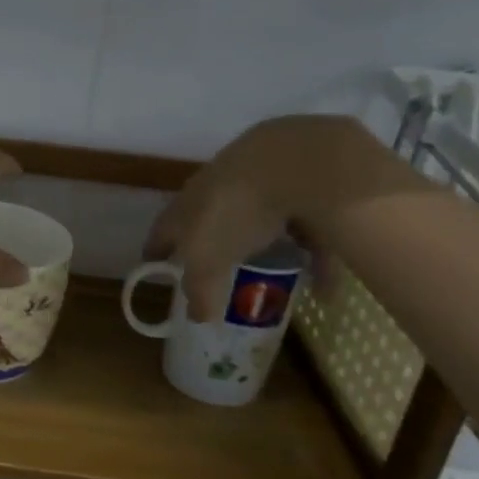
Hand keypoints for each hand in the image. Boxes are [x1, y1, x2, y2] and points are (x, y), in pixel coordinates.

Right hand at [144, 116, 377, 320]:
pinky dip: (312, 259)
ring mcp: (260, 184)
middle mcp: (218, 190)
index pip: (163, 230)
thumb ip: (200, 291)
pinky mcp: (300, 185)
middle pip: (210, 222)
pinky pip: (305, 229)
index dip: (155, 250)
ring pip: (259, 223)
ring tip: (278, 279)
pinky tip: (325, 288)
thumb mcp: (207, 261)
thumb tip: (197, 317)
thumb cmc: (233, 212)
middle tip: (216, 273)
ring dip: (267, 250)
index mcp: (187, 206)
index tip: (152, 265)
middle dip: (212, 246)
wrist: (292, 161)